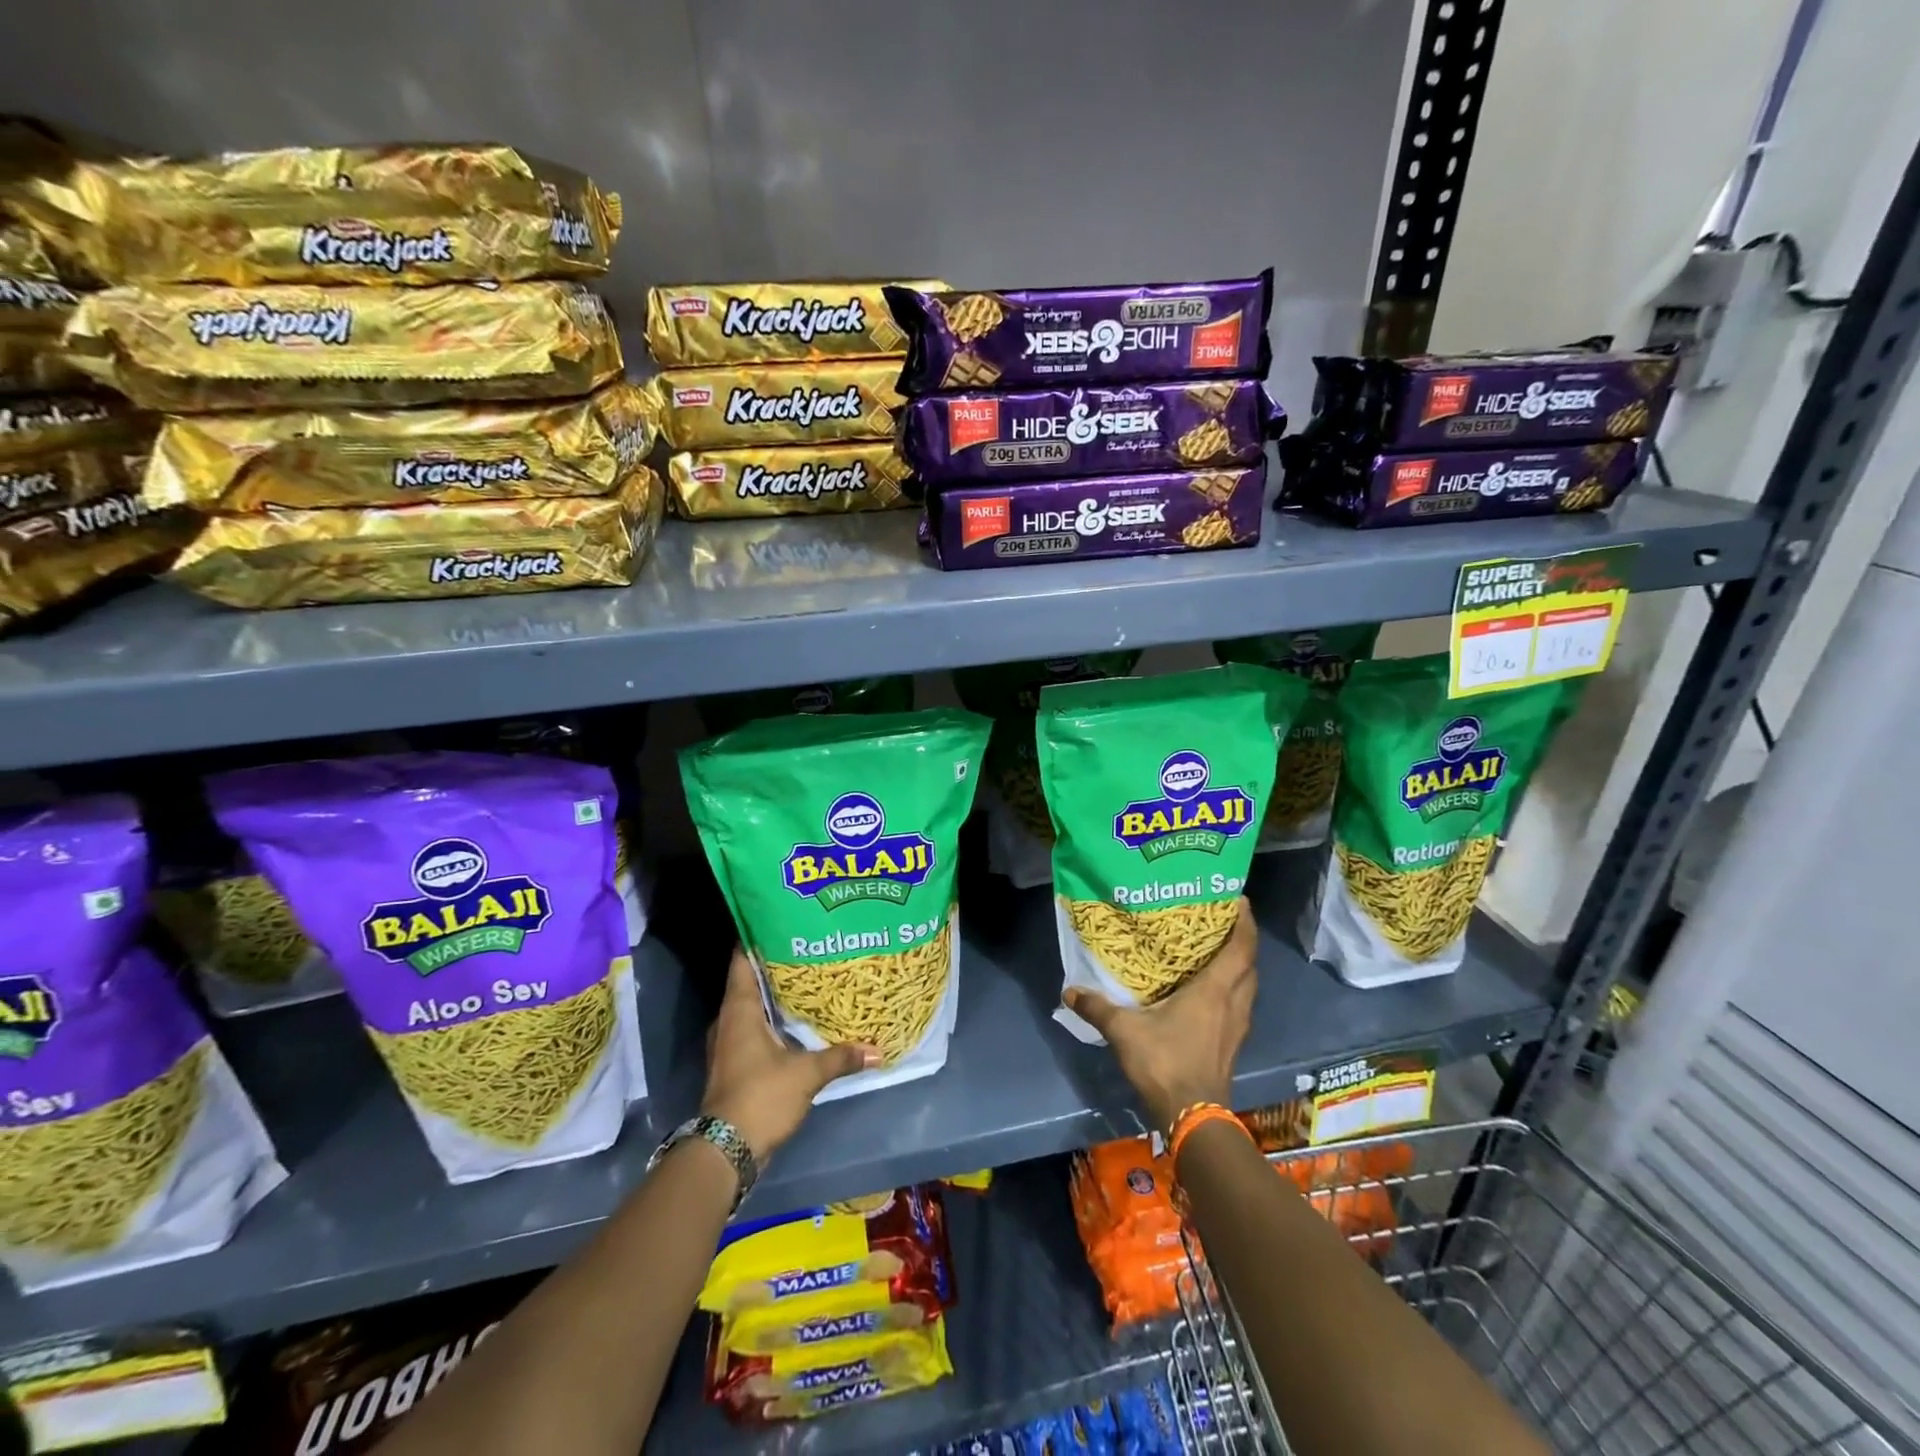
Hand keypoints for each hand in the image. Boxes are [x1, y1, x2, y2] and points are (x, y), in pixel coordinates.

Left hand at [702, 945, 877, 1160]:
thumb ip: (841, 1057)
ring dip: (774, 995)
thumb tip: (877, 1050)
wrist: (726, 1151)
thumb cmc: (761, 1097)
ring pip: (751, 1007)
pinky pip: (753, 1029)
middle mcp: (728, 1021)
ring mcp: (728, 1044)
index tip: (781, 920)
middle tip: (807, 947)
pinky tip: (798, 1021)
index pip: (741, 960)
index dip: (756, 937)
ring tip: (808, 979)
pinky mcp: (734, 1065)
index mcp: (738, 1010)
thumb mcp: (806, 1074)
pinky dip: (773, 1021)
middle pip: (748, 981)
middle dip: (775, 965)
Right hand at [1063, 898, 1257, 1133]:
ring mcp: (1237, 1025)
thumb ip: (1098, 1008)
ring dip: (1240, 965)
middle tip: (1222, 920)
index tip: (1239, 898)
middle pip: (1249, 963)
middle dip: (1242, 939)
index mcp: (1214, 990)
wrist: (1193, 1116)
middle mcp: (1233, 1003)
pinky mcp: (1233, 1043)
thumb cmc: (1165, 1062)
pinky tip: (1212, 991)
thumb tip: (1069, 991)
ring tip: (1218, 950)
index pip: (1241, 947)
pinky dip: (1233, 988)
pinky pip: (1241, 1003)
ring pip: (1248, 985)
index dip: (1245, 921)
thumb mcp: (1124, 1031)